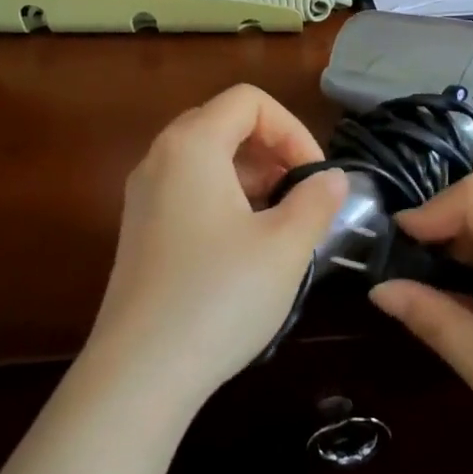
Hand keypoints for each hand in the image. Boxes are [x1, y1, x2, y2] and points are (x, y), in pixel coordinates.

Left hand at [84, 85, 344, 407]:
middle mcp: (159, 159)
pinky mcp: (141, 231)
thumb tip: (332, 179)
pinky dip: (225, 199)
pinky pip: (189, 191)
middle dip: (272, 149)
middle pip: (224, 123)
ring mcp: (143, 196)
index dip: (293, 129)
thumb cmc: (219, 297)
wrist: (140, 372)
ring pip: (206, 159)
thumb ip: (316, 200)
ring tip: (281, 222)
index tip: (315, 176)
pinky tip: (247, 246)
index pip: (249, 101)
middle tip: (300, 194)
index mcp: (192, 145)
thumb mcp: (285, 246)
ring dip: (251, 176)